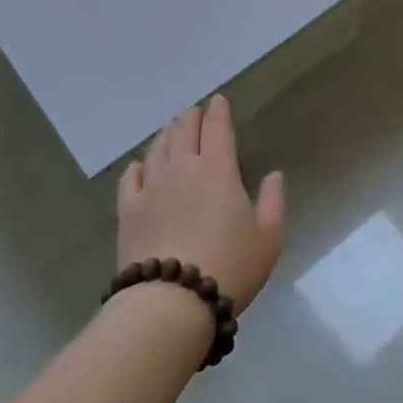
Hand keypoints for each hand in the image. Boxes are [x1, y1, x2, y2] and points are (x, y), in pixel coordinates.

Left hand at [118, 96, 284, 312]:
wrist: (172, 302)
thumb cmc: (229, 266)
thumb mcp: (268, 238)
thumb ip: (273, 201)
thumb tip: (274, 175)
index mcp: (218, 169)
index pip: (217, 128)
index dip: (218, 111)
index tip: (218, 100)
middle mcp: (182, 168)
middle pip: (184, 131)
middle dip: (191, 118)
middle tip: (194, 112)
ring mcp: (151, 187)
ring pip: (157, 149)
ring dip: (166, 135)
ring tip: (170, 129)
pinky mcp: (128, 210)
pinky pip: (130, 178)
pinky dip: (137, 166)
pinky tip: (139, 165)